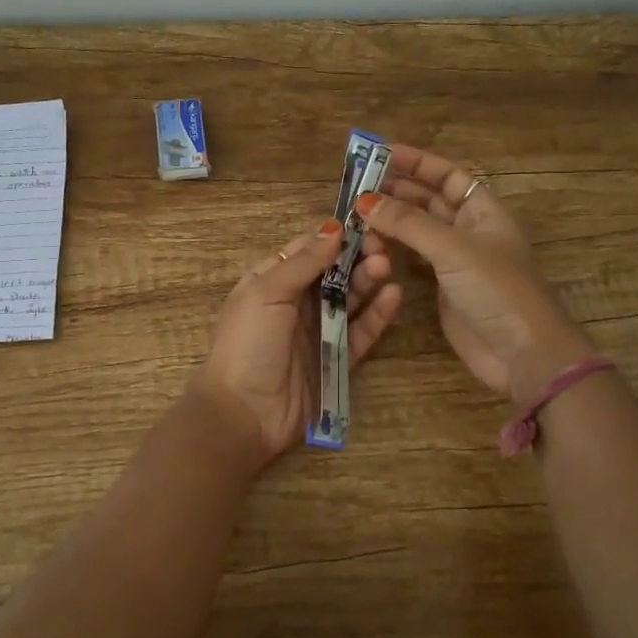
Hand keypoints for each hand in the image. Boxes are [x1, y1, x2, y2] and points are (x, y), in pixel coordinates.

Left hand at [191, 218, 404, 462]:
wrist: (244, 413)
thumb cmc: (247, 344)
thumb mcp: (267, 293)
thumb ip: (303, 262)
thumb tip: (334, 228)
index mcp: (272, 282)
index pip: (308, 250)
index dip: (334, 237)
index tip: (363, 225)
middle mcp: (296, 303)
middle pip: (334, 273)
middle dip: (357, 257)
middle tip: (382, 248)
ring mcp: (318, 332)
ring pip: (351, 300)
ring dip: (368, 281)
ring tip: (386, 267)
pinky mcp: (337, 360)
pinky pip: (361, 332)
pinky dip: (377, 315)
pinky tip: (393, 296)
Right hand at [357, 144, 594, 404]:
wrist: (523, 354)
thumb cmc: (497, 290)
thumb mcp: (454, 249)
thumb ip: (408, 223)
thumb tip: (364, 201)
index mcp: (483, 211)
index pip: (447, 175)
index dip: (416, 162)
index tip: (379, 153)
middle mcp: (469, 230)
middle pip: (429, 200)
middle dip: (396, 190)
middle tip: (355, 186)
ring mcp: (456, 260)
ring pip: (418, 230)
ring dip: (391, 220)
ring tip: (356, 214)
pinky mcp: (443, 288)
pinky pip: (414, 258)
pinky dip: (393, 249)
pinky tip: (370, 244)